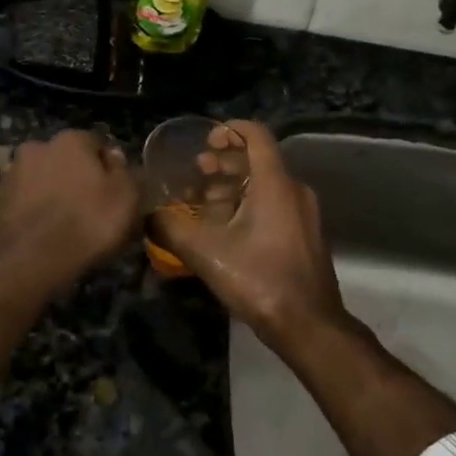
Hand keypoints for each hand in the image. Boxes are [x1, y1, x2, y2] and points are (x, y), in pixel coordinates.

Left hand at [0, 129, 141, 289]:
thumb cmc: (87, 223)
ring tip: (67, 227)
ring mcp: (12, 174)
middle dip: (78, 179)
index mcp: (71, 139)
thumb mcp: (127, 198)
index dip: (110, 169)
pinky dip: (35, 213)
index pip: (97, 144)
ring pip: (43, 181)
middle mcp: (37, 147)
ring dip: (54, 195)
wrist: (28, 262)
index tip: (117, 194)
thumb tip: (118, 160)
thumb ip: (128, 173)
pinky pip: (25, 203)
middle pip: (66, 161)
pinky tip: (45, 236)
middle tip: (92, 210)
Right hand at [150, 121, 349, 351]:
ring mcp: (304, 214)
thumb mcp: (205, 253)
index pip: (257, 135)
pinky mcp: (304, 235)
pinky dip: (248, 205)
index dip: (230, 130)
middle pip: (259, 161)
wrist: (308, 325)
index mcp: (275, 184)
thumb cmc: (259, 279)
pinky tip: (225, 228)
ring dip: (234, 186)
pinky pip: (275, 205)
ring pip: (266, 185)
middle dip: (225, 162)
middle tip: (196, 172)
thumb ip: (170, 229)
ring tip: (204, 201)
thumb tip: (147, 216)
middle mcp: (294, 191)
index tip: (206, 140)